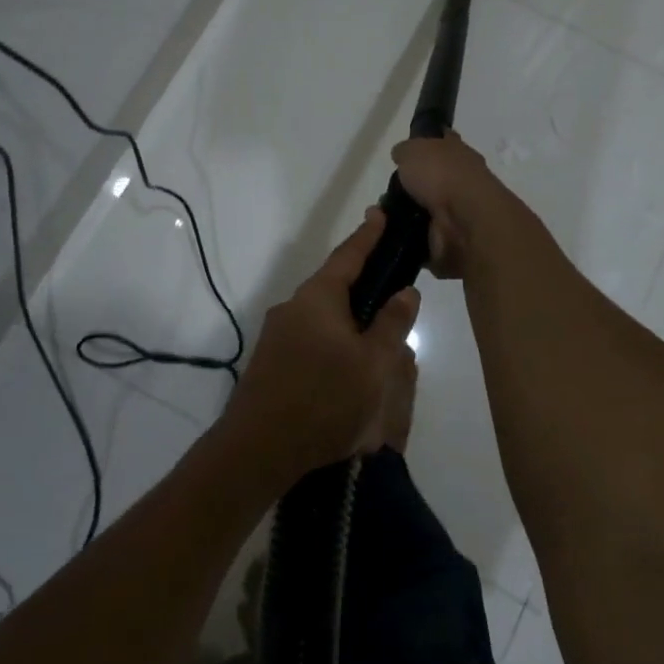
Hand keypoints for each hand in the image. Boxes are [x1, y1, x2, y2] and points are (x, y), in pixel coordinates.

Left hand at [221, 210, 419, 486]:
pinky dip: (334, 337)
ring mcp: (278, 334)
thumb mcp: (373, 365)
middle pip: (334, 284)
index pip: (348, 255)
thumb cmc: (323, 400)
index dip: (368, 235)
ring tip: (376, 331)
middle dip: (361, 281)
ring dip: (349, 316)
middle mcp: (294, 307)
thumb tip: (407, 291)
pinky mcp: (272, 360)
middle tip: (389, 279)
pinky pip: (311, 336)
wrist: (257, 450)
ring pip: (322, 314)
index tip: (379, 213)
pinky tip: (348, 363)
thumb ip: (391, 324)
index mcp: (318, 298)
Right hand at [390, 132, 517, 279]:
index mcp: (459, 154)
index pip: (443, 143)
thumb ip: (406, 150)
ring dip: (404, 214)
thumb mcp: (414, 150)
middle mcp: (461, 182)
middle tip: (386, 192)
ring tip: (381, 216)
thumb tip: (401, 154)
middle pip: (431, 181)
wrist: (464, 223)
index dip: (427, 144)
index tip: (407, 152)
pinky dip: (407, 237)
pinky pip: (421, 238)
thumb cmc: (442, 176)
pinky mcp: (449, 242)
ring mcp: (457, 214)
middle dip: (410, 187)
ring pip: (424, 211)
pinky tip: (390, 234)